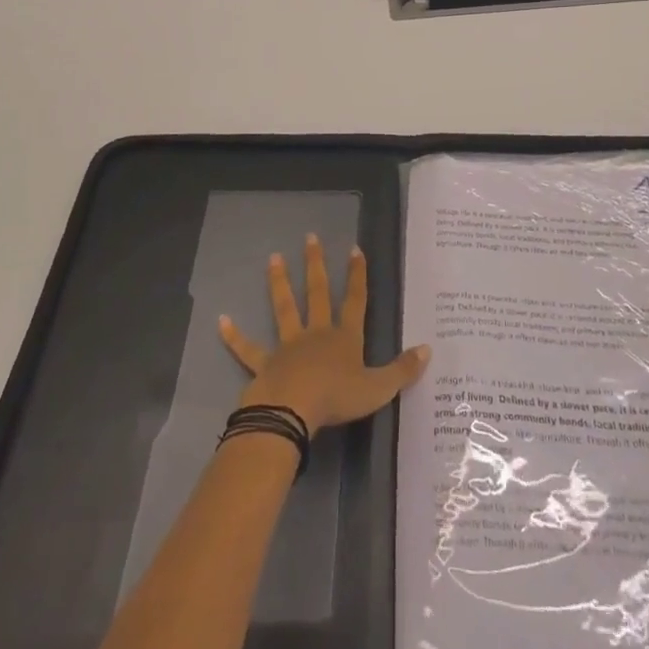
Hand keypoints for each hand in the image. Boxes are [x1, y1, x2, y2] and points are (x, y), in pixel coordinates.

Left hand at [219, 234, 429, 435]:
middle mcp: (316, 333)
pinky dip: (234, 336)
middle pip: (316, 293)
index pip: (354, 300)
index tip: (353, 248)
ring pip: (284, 309)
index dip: (356, 275)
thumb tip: (428, 349)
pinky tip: (220, 321)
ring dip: (278, 283)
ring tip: (273, 258)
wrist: (292, 412)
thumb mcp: (378, 388)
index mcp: (344, 338)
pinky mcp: (263, 365)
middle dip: (315, 264)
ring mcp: (287, 346)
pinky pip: (247, 350)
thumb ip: (402, 370)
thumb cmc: (336, 399)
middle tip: (309, 237)